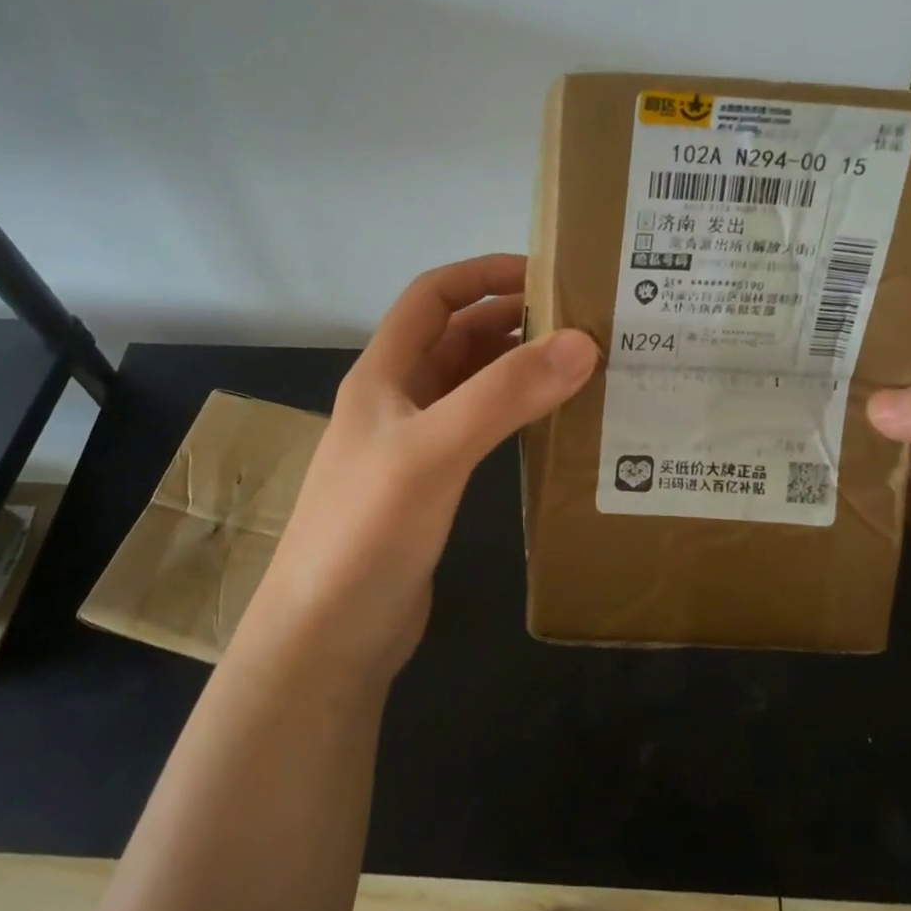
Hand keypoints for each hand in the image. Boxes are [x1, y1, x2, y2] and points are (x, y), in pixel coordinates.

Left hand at [253, 254, 597, 681]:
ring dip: (517, 367)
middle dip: (513, 319)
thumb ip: (504, 395)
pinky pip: (479, 429)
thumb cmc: (367, 532)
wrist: (327, 637)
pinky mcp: (431, 485)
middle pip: (457, 337)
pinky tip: (553, 423)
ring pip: (471, 384)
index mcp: (384, 374)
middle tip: (583, 323)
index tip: (548, 273)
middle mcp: (397, 399)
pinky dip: (514, 414)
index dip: (484, 274)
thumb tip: (582, 342)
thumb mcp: (434, 451)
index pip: (433, 296)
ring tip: (581, 366)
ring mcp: (414, 444)